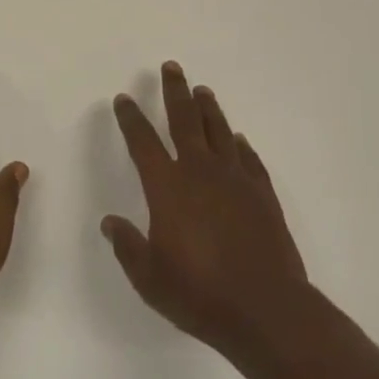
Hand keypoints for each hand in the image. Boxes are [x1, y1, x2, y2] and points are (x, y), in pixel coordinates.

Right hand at [102, 62, 314, 362]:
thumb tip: (109, 222)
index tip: (124, 99)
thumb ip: (128, 247)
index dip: (131, 118)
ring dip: (208, 108)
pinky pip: (249, 159)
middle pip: (184, 120)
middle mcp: (199, 172)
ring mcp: (235, 180)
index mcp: (167, 187)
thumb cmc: (201, 295)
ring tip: (202, 90)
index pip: (143, 142)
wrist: (268, 311)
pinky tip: (238, 139)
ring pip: (218, 131)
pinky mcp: (262, 195)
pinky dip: (241, 145)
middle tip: (171, 67)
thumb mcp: (151, 279)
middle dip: (174, 91)